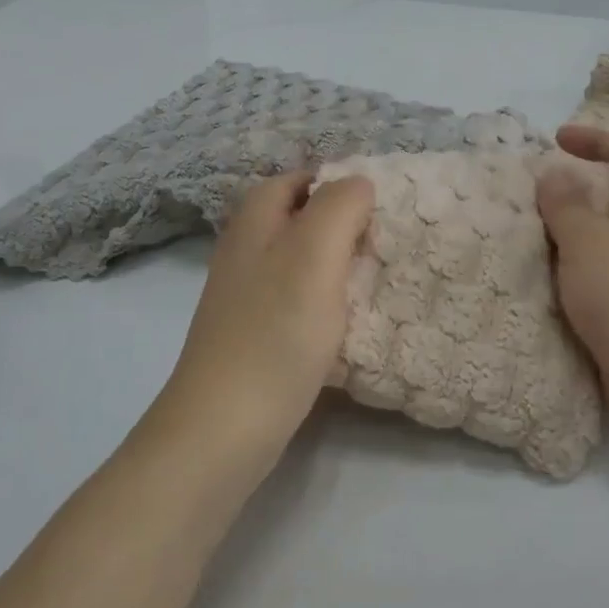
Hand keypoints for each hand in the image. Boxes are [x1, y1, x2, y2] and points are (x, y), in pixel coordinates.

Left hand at [155, 170, 375, 462]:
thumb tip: (359, 183)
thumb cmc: (274, 333)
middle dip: (343, 223)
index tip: (381, 207)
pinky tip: (349, 319)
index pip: (299, 179)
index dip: (340, 184)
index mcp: (255, 222)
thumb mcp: (314, 255)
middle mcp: (245, 250)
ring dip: (337, 263)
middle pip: (300, 218)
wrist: (223, 429)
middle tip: (385, 243)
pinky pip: (298, 298)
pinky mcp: (255, 333)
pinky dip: (326, 299)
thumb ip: (339, 208)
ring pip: (301, 259)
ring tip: (376, 278)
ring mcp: (246, 294)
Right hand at [537, 125, 608, 433]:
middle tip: (527, 204)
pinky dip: (566, 281)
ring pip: (599, 246)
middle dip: (571, 196)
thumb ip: (566, 205)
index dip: (597, 139)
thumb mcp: (588, 238)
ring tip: (522, 247)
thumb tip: (555, 172)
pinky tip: (539, 292)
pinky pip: (592, 285)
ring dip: (563, 242)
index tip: (556, 142)